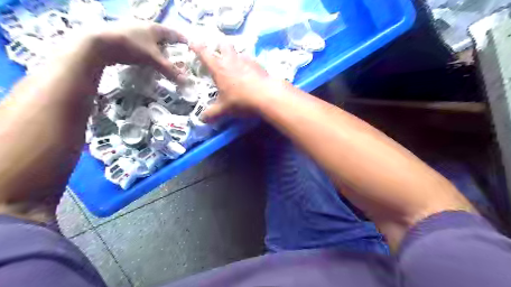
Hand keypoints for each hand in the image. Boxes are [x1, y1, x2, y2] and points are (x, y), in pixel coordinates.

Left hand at [92, 21, 186, 80]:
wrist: (99, 43)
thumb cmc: (131, 46)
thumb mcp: (153, 59)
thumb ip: (170, 70)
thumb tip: (185, 82)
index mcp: (155, 28)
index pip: (174, 33)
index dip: (182, 40)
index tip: (189, 46)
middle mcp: (144, 26)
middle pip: (162, 36)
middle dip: (171, 45)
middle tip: (177, 56)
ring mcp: (132, 30)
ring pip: (151, 40)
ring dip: (158, 49)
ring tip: (163, 59)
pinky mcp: (123, 37)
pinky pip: (141, 44)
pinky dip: (147, 51)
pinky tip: (147, 59)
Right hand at [190, 43, 270, 120]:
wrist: (266, 96)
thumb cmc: (240, 101)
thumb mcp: (224, 109)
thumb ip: (212, 114)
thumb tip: (201, 119)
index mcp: (218, 68)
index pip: (203, 53)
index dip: (196, 47)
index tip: (192, 43)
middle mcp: (231, 60)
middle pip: (223, 44)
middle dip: (219, 46)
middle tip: (218, 53)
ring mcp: (246, 60)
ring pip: (238, 52)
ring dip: (235, 56)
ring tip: (235, 66)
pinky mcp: (259, 64)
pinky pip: (250, 60)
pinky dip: (248, 65)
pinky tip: (250, 74)